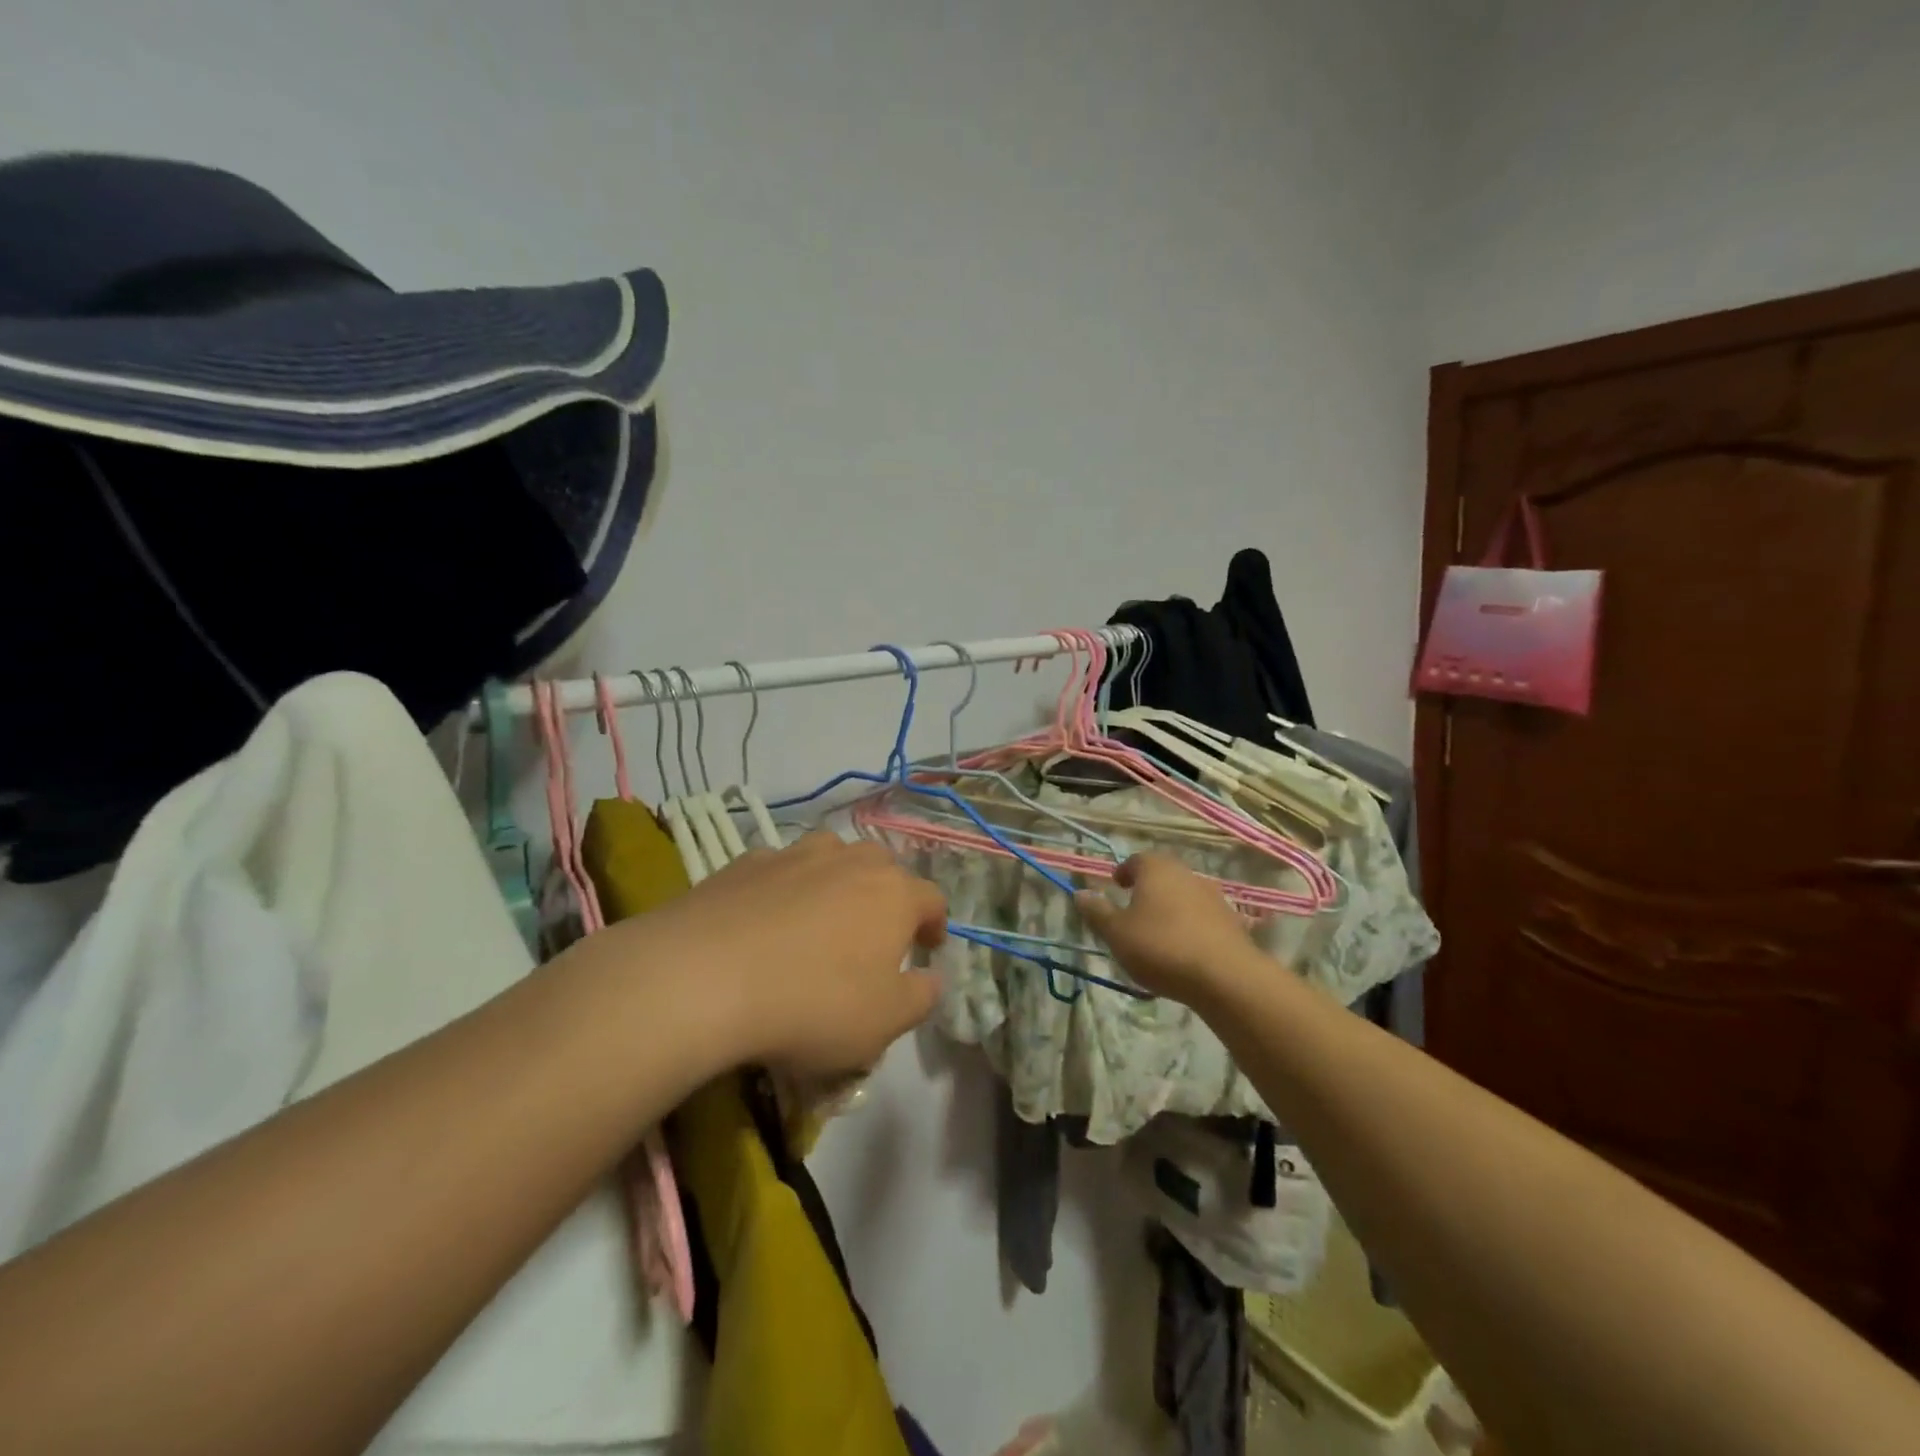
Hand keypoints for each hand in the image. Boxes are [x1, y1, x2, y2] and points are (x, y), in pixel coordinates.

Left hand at [619, 832, 947, 1078]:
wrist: (702, 979)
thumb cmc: (812, 1004)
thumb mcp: (883, 1023)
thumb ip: (920, 997)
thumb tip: (930, 978)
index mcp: (893, 894)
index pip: (932, 899)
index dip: (935, 924)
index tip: (928, 948)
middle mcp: (850, 860)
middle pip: (883, 866)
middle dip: (887, 895)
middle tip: (875, 933)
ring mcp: (794, 855)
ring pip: (831, 855)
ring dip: (837, 880)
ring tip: (822, 916)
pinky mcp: (744, 862)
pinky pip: (779, 869)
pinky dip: (784, 888)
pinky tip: (765, 920)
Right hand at [1074, 853, 1260, 1005]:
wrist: (1225, 976)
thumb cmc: (1161, 947)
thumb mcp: (1117, 933)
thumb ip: (1097, 912)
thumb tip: (1080, 892)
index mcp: (1156, 869)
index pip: (1136, 860)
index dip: (1123, 872)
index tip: (1116, 887)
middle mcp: (1185, 873)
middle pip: (1162, 875)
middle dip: (1147, 889)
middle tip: (1133, 910)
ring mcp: (1212, 895)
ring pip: (1184, 894)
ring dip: (1170, 907)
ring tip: (1158, 933)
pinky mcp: (1231, 920)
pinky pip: (1203, 916)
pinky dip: (1191, 925)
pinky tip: (1184, 948)